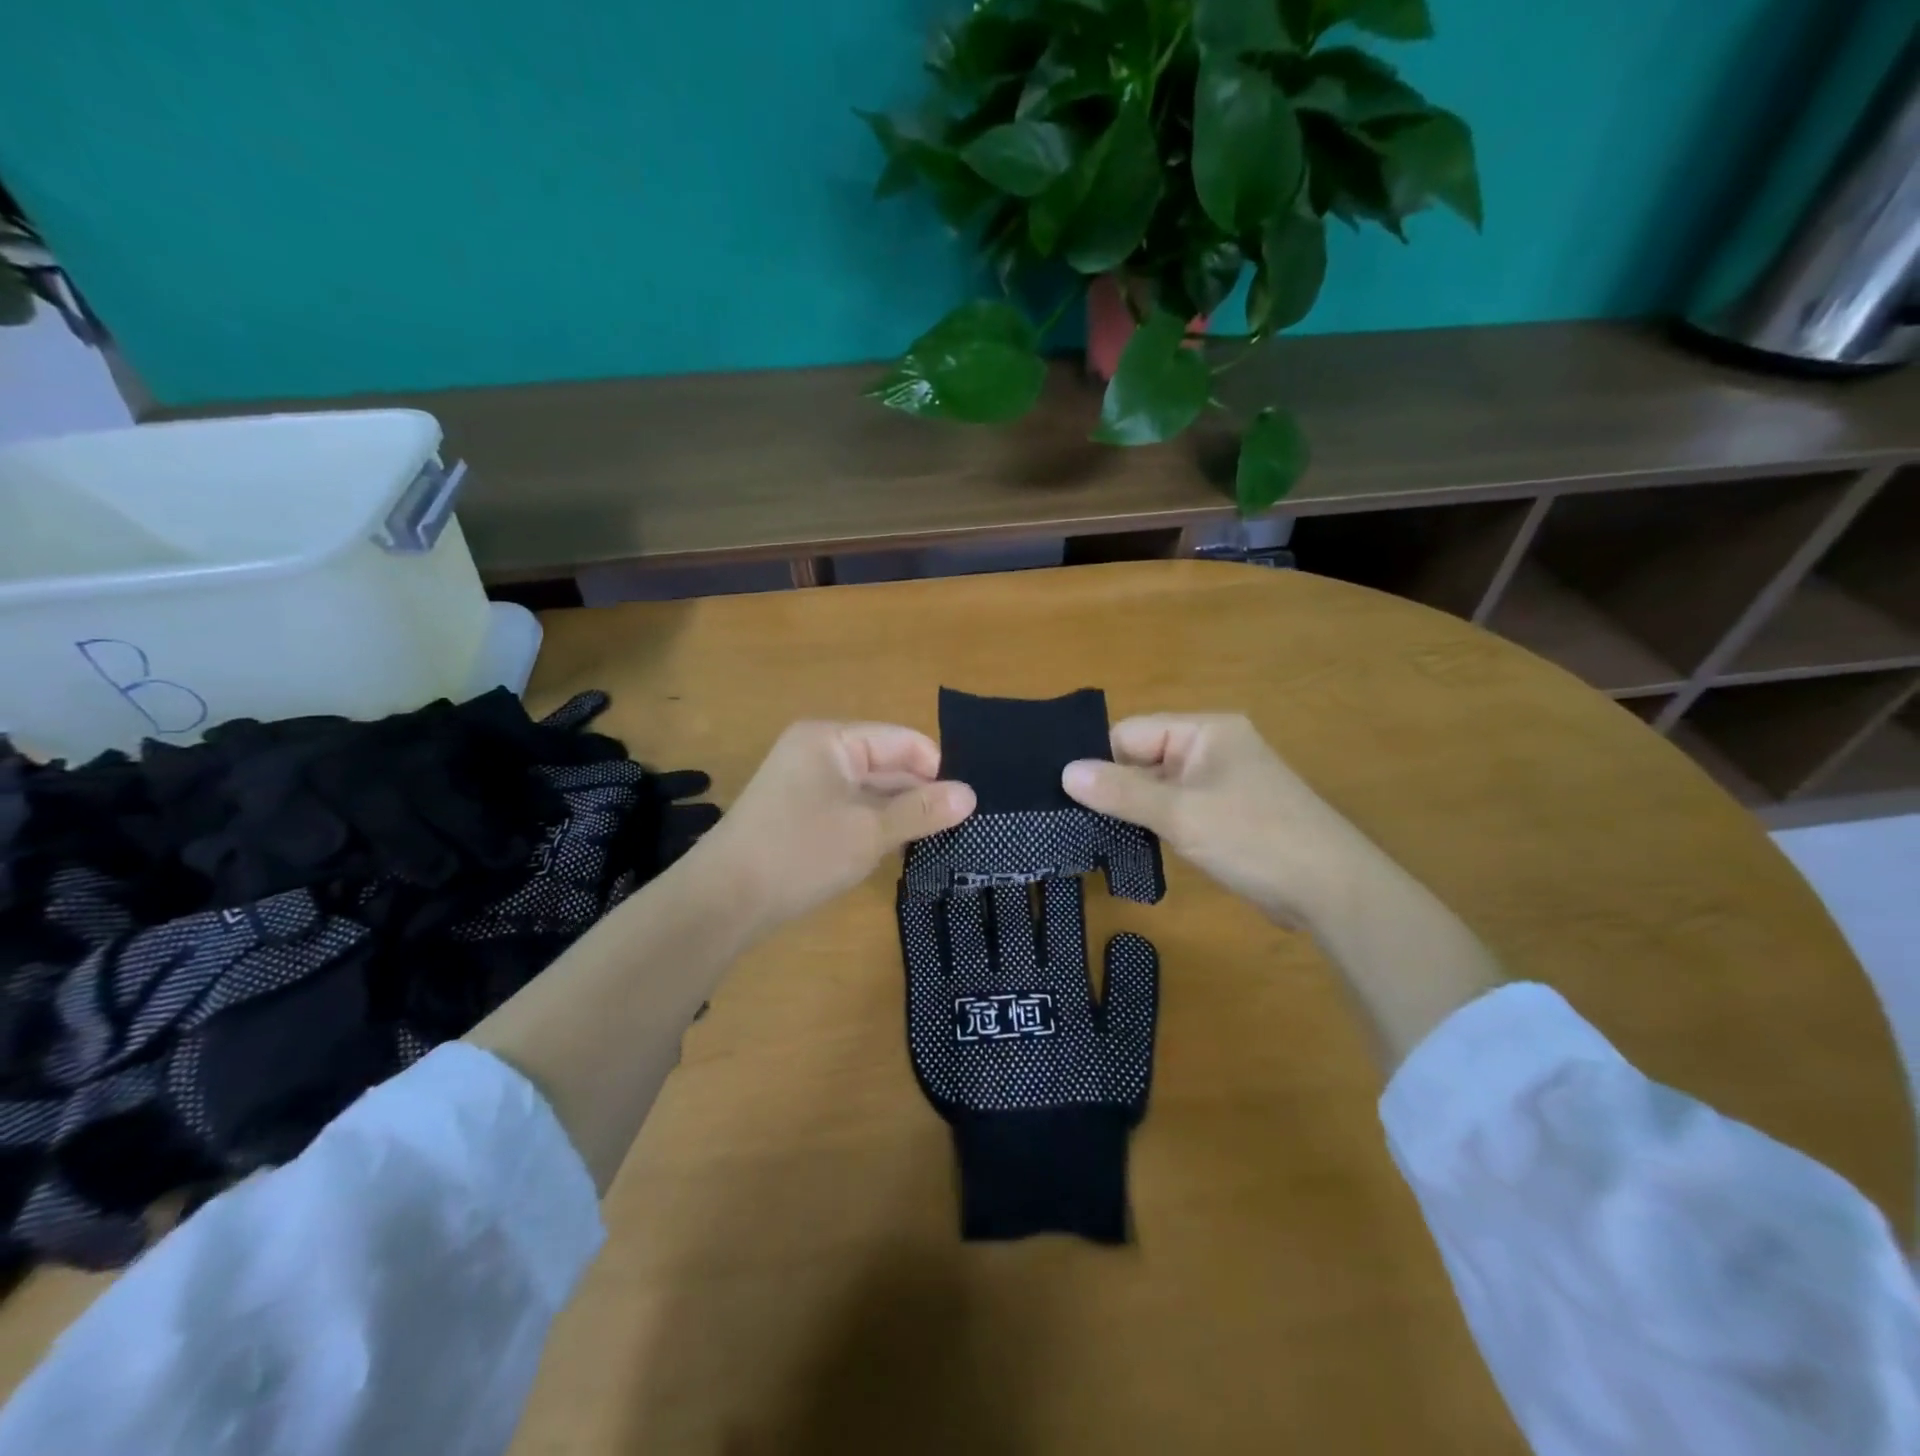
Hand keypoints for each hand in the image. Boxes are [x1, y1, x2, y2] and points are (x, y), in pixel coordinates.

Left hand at [683, 721, 975, 939]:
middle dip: (919, 793)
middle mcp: (817, 751)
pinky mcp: (798, 811)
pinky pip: (848, 807)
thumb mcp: (870, 831)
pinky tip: (894, 849)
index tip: (964, 808)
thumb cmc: (801, 853)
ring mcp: (804, 781)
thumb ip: (922, 810)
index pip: (903, 741)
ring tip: (934, 841)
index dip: (936, 771)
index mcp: (832, 739)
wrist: (722, 900)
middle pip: (886, 763)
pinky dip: (872, 824)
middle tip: (957, 829)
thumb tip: (971, 794)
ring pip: (868, 789)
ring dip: (897, 812)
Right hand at [1062, 714, 1377, 930]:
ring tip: (1086, 830)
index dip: (1097, 759)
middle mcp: (1211, 749)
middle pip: (1143, 757)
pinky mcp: (1225, 815)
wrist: (1331, 891)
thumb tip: (1066, 772)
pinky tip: (1125, 842)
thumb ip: (1121, 791)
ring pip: (1157, 787)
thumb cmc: (1255, 839)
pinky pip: (1176, 808)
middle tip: (1065, 814)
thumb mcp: (1180, 814)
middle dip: (1112, 786)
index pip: (1132, 733)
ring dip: (1131, 808)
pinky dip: (1153, 823)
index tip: (1061, 790)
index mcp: (1205, 732)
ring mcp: (1220, 783)